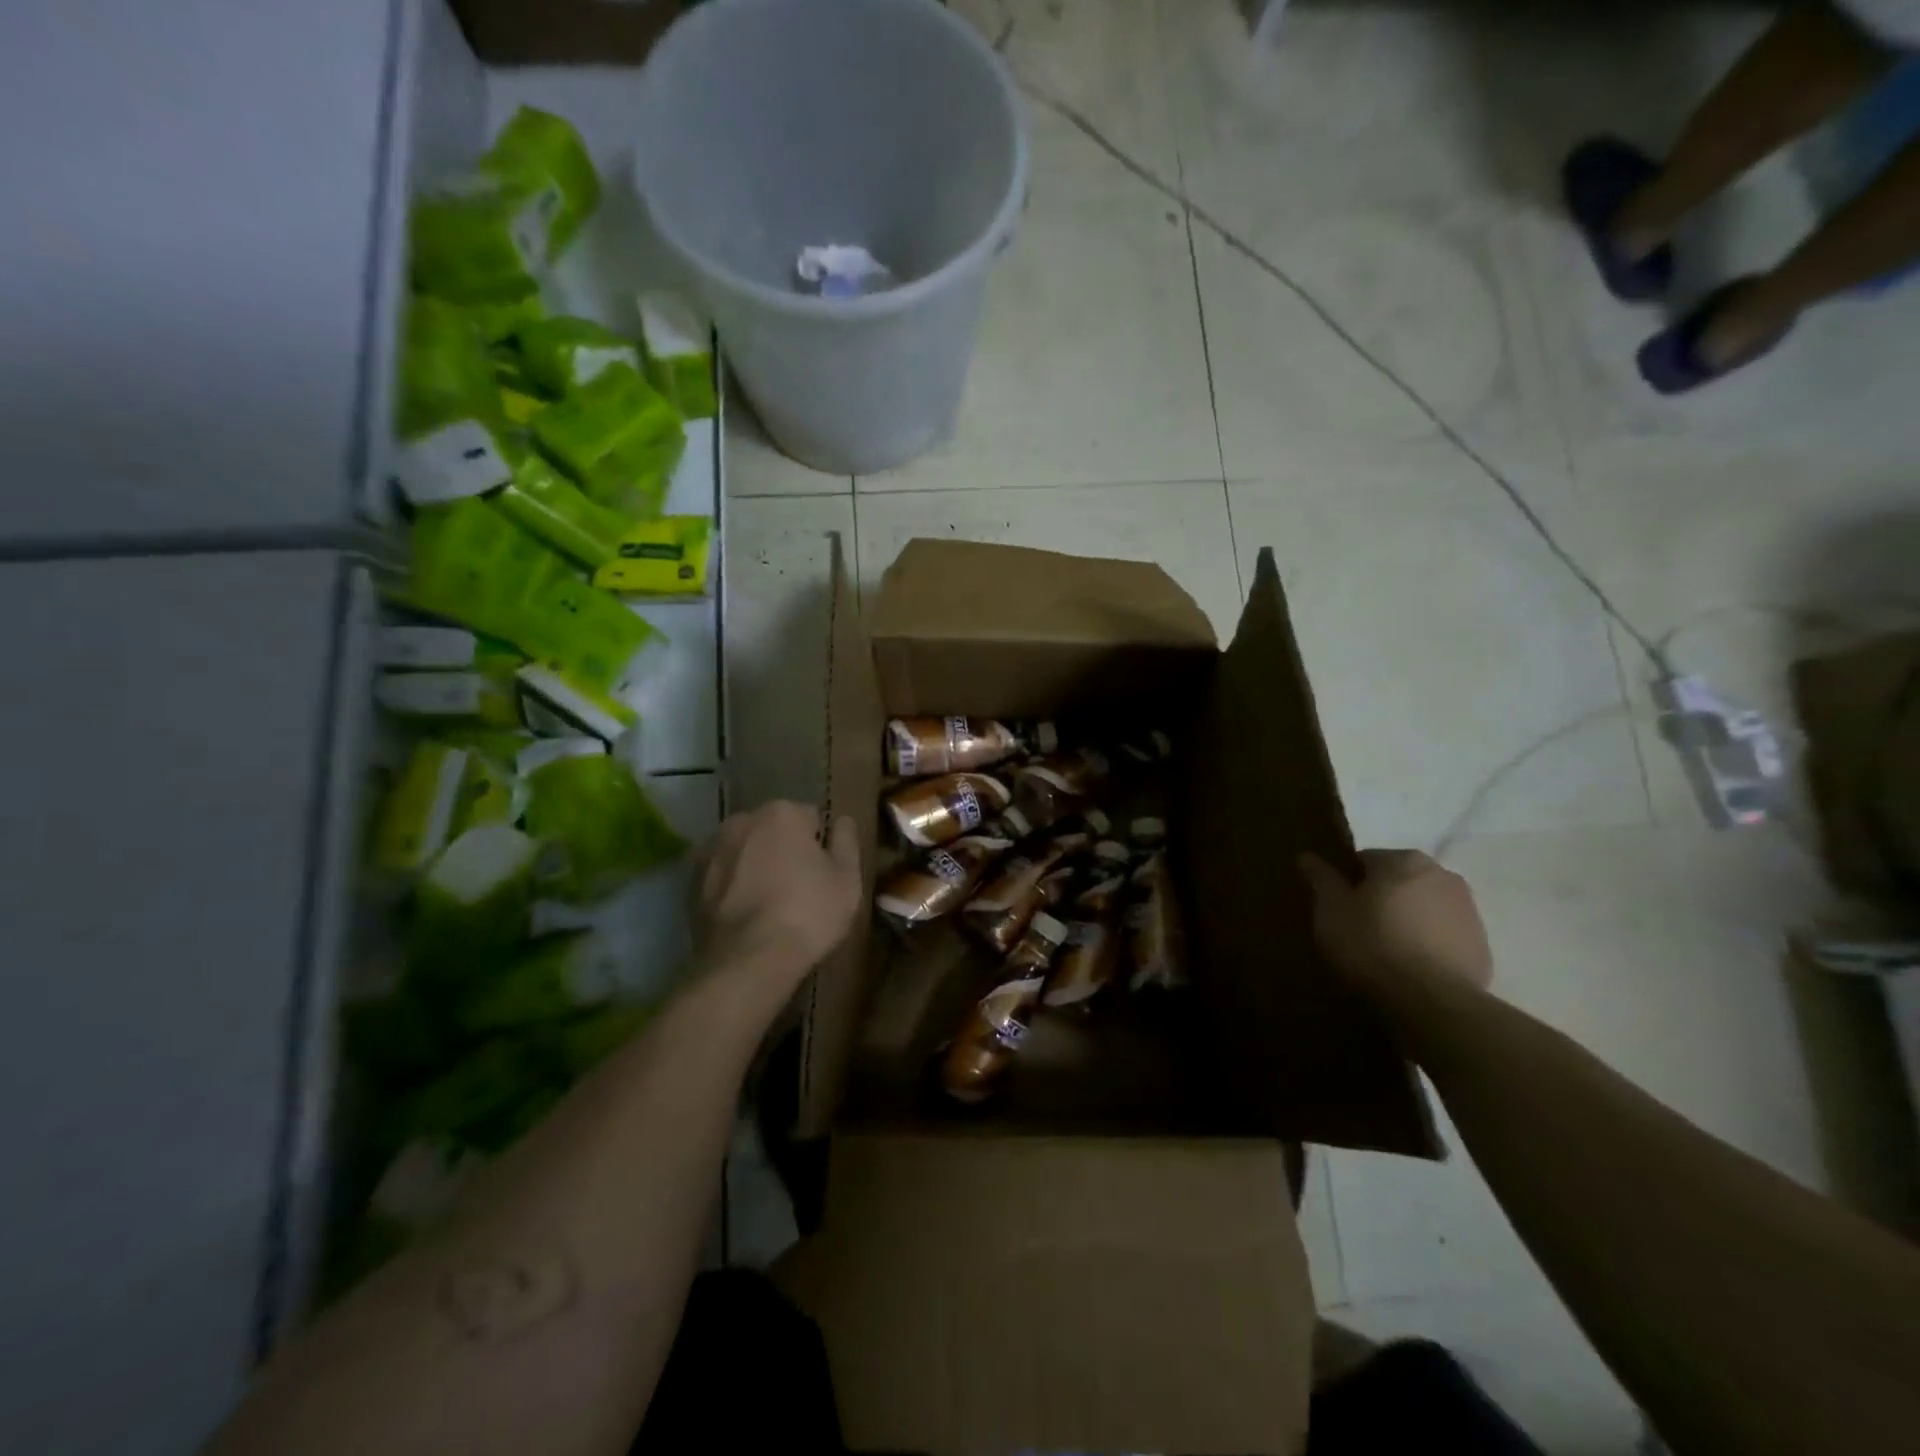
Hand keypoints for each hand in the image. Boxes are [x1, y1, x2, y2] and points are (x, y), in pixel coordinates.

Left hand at [693, 802, 861, 993]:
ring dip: (755, 866)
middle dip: (784, 850)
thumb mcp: (847, 879)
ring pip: (744, 852)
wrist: (747, 962)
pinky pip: (723, 877)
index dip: (820, 847)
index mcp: (781, 813)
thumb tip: (843, 821)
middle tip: (799, 889)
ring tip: (769, 906)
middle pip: (772, 831)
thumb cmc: (808, 914)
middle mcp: (741, 821)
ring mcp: (710, 851)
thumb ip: (847, 841)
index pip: (810, 818)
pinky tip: (746, 916)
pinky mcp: (691, 883)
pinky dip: (732, 888)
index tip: (824, 874)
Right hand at [1299, 849, 1492, 997]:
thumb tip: (1307, 856)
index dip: (1346, 883)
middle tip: (1358, 929)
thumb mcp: (1331, 910)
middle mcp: (1442, 874)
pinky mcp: (1482, 946)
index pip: (1364, 860)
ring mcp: (1468, 911)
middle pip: (1397, 881)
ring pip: (1423, 907)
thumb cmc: (1371, 944)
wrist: (1432, 1001)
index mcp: (1403, 859)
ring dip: (1406, 920)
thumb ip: (1320, 879)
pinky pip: (1443, 936)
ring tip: (1385, 953)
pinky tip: (1410, 969)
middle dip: (1380, 899)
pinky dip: (1427, 944)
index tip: (1337, 909)